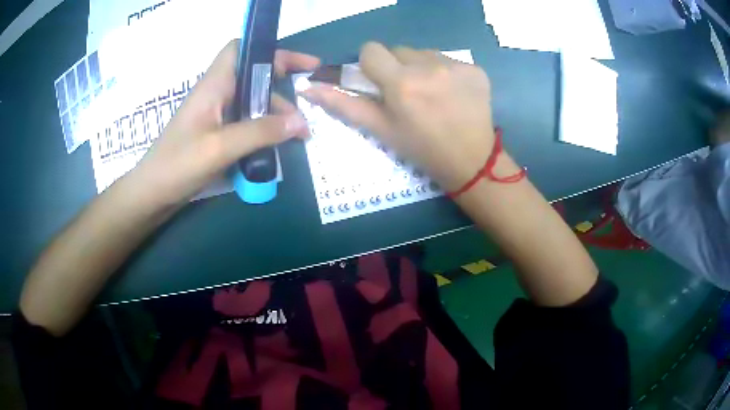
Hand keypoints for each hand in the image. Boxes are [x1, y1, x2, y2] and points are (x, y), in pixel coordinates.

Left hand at [131, 40, 319, 205]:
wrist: (152, 194)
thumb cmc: (178, 165)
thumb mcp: (220, 148)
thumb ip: (260, 132)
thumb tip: (300, 122)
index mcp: (214, 85)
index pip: (240, 49)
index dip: (269, 49)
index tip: (298, 62)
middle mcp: (217, 94)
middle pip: (254, 77)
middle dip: (283, 85)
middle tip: (308, 102)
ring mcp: (216, 115)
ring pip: (252, 102)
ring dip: (276, 114)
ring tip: (300, 134)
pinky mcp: (216, 134)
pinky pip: (246, 123)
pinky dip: (264, 130)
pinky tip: (278, 145)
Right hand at [301, 42, 501, 191]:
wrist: (471, 162)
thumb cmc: (421, 149)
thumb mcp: (380, 130)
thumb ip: (344, 105)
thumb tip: (308, 88)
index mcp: (401, 83)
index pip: (372, 49)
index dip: (371, 65)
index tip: (379, 82)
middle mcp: (429, 67)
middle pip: (399, 50)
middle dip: (397, 67)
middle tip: (408, 94)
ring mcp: (456, 66)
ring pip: (425, 53)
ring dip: (422, 68)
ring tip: (432, 95)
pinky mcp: (475, 70)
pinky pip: (449, 60)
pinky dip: (446, 72)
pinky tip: (453, 94)